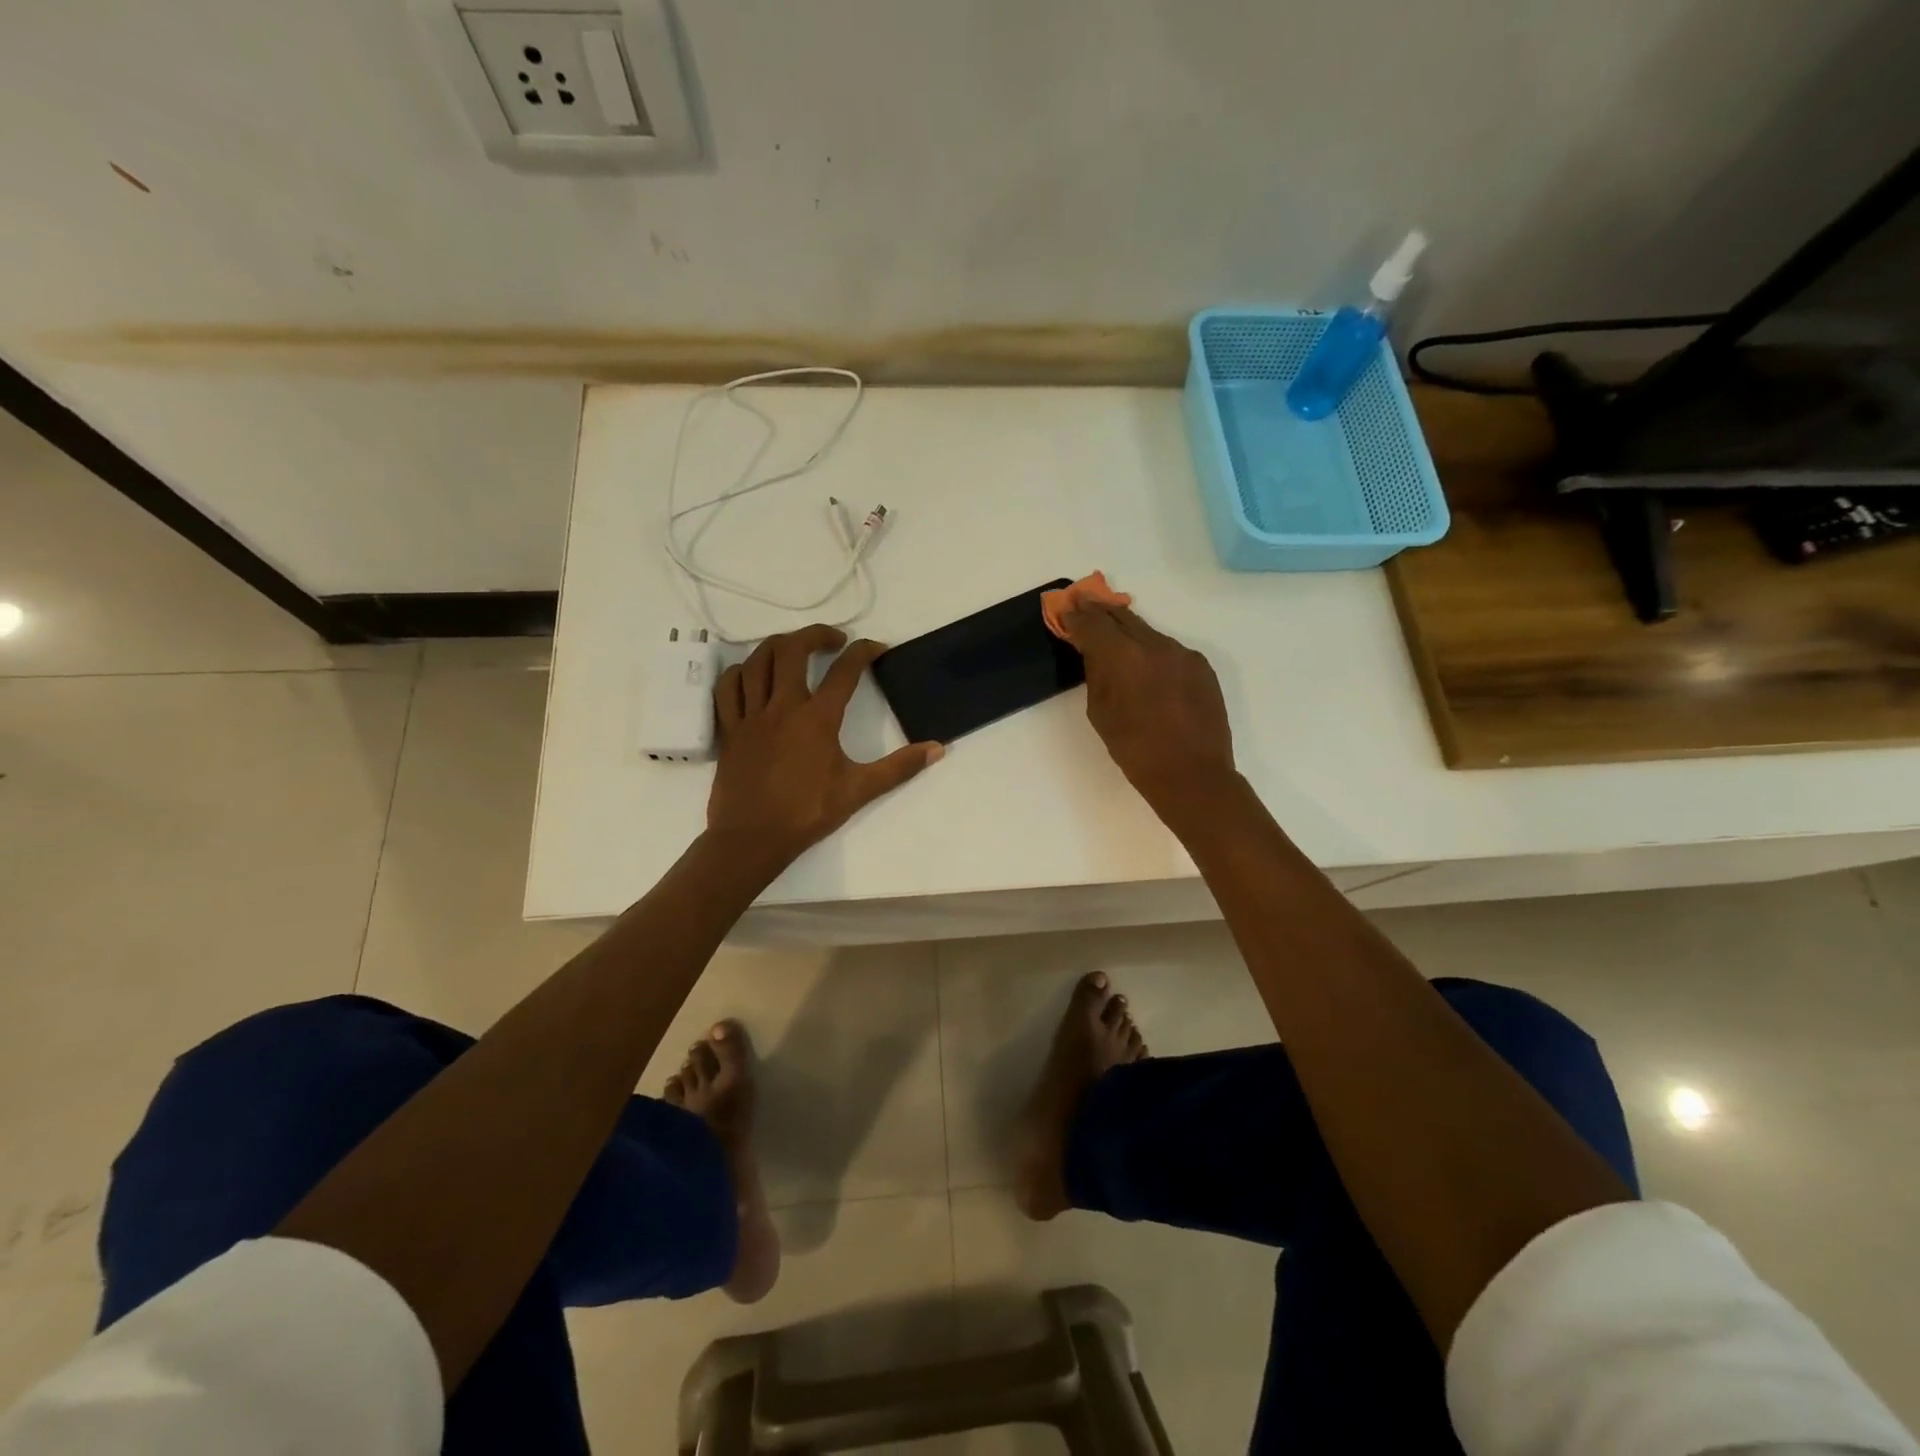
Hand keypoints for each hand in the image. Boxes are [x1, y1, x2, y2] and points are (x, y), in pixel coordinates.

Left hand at [707, 625, 942, 868]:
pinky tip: (752, 675)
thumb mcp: (859, 790)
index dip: (863, 652)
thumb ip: (899, 767)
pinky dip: (741, 672)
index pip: (844, 670)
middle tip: (834, 641)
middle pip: (793, 649)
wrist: (752, 838)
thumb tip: (937, 749)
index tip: (876, 649)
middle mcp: (782, 706)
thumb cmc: (807, 813)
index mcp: (817, 718)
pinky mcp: (730, 729)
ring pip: (757, 661)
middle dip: (816, 634)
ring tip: (795, 650)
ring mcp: (751, 715)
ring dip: (778, 646)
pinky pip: (728, 687)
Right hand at [1056, 602, 1235, 816]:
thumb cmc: (1135, 751)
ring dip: (1128, 632)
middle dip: (1100, 611)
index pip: (1093, 624)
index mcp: (1124, 657)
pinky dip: (1152, 652)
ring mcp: (1182, 653)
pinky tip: (1147, 667)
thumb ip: (1096, 674)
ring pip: (1148, 632)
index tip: (1066, 610)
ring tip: (1114, 636)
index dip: (1076, 616)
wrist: (1192, 774)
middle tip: (1084, 603)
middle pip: (1122, 617)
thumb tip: (1095, 652)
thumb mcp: (1101, 713)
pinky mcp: (1201, 666)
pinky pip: (1169, 650)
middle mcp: (1155, 645)